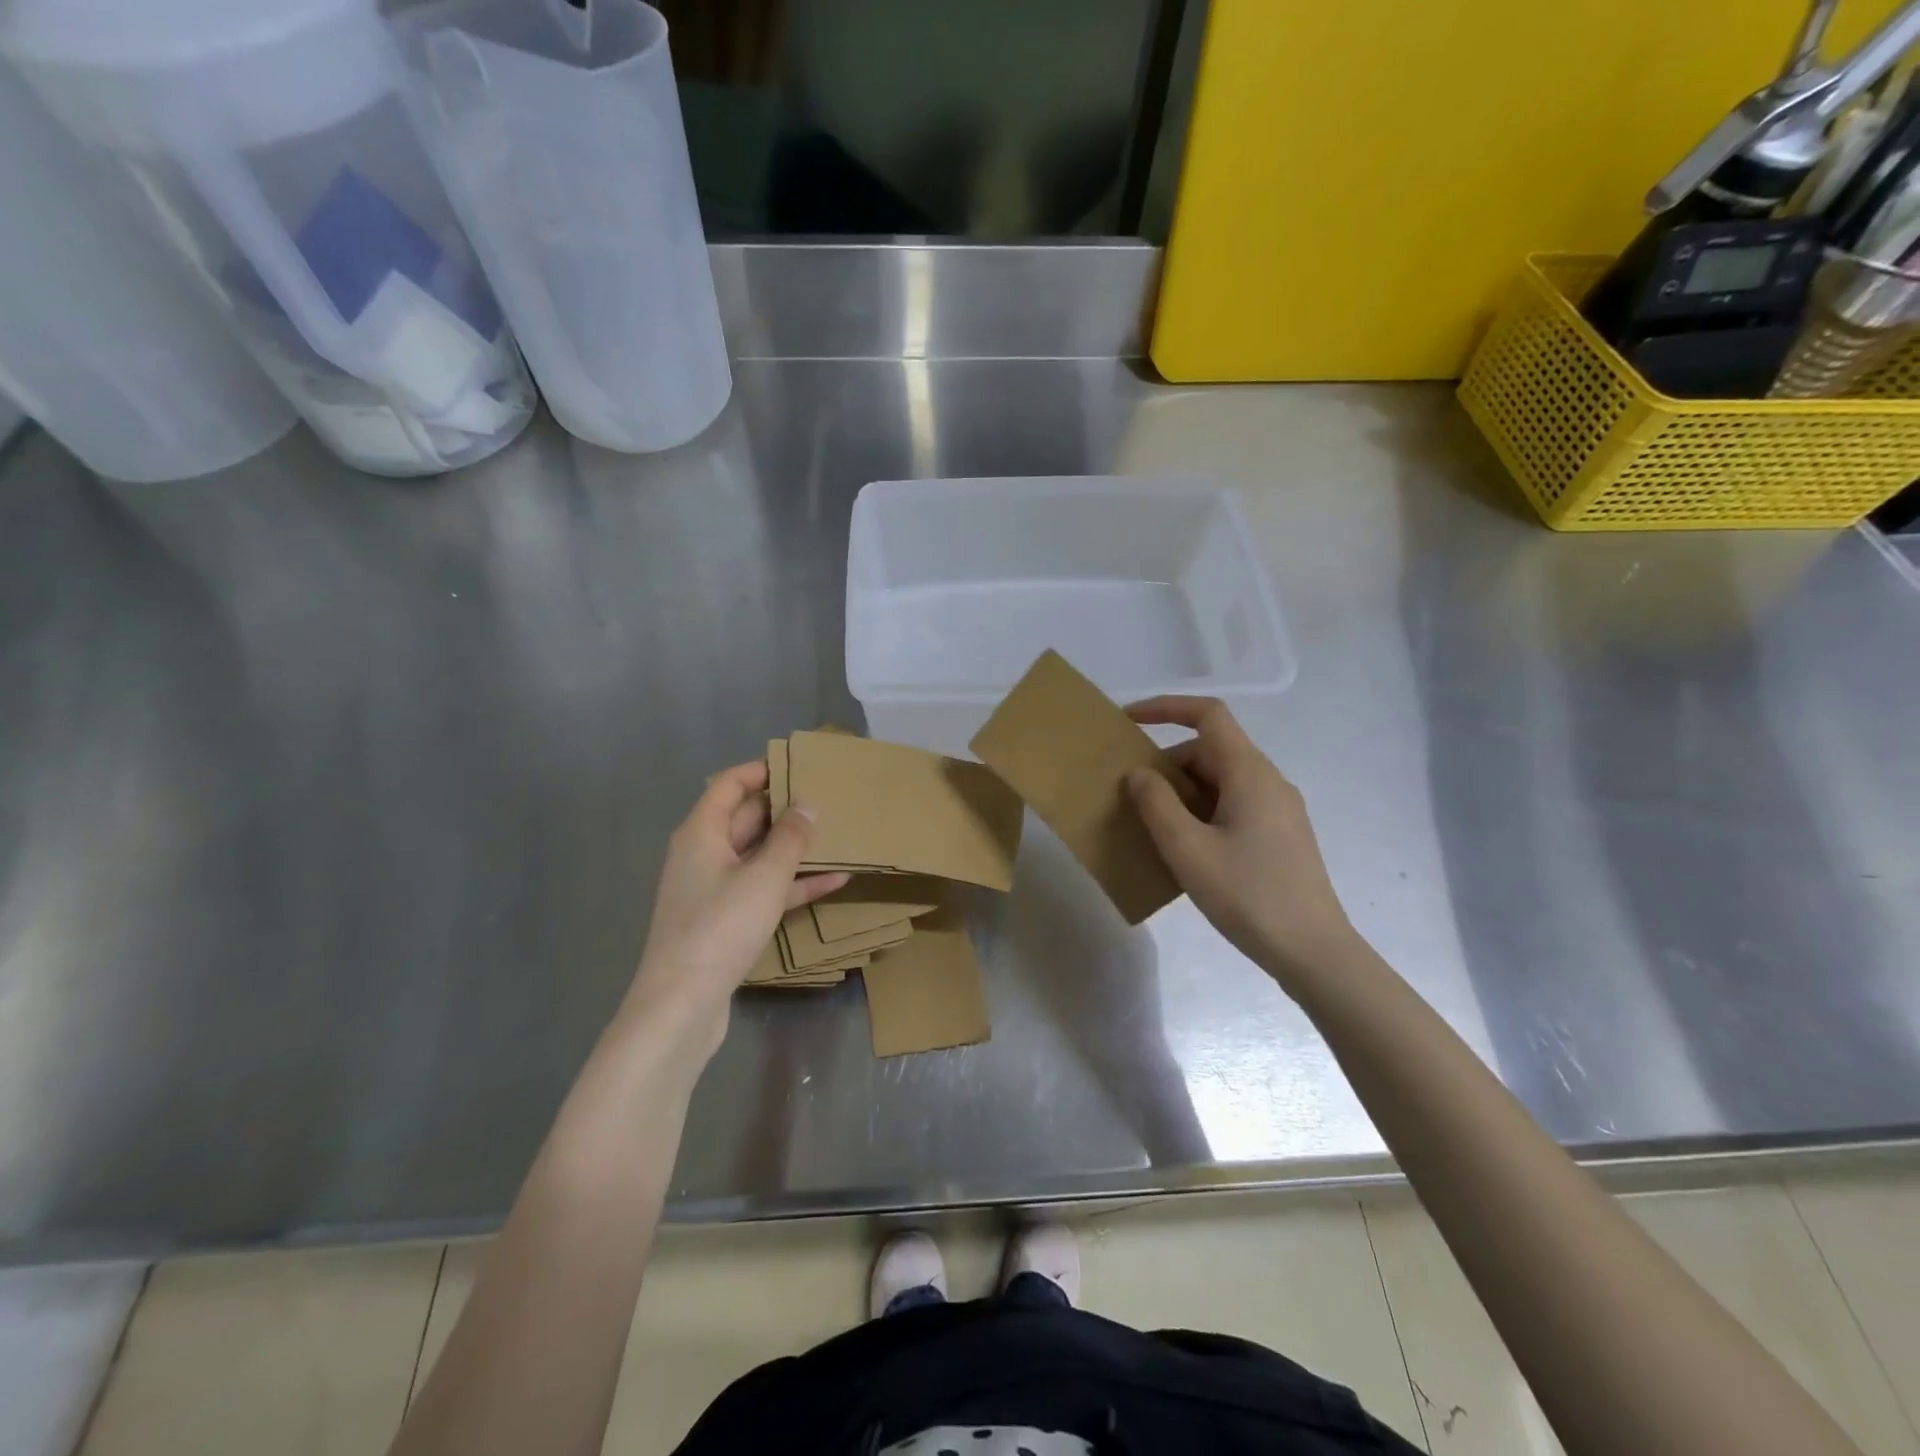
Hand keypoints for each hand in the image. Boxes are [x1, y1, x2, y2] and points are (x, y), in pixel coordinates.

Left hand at [619, 761, 847, 1069]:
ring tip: (838, 835)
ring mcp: (714, 889)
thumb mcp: (764, 877)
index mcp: (702, 832)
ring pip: (759, 856)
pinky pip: (764, 889)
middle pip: (745, 818)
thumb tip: (809, 804)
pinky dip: (793, 884)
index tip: (801, 766)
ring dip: (795, 848)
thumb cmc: (720, 927)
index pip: (729, 784)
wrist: (681, 1005)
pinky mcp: (726, 921)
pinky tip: (835, 881)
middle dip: (785, 809)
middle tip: (829, 799)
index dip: (762, 771)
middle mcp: (704, 854)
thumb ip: (791, 838)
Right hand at [1125, 697, 1359, 990]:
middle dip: (1166, 765)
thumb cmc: (1248, 895)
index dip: (1166, 707)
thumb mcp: (1187, 849)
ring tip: (1151, 828)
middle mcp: (1268, 781)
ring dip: (1182, 794)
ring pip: (1220, 781)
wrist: (1314, 952)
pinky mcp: (1280, 836)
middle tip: (1131, 797)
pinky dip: (1201, 813)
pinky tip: (1185, 851)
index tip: (1128, 721)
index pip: (1209, 715)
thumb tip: (1139, 774)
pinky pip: (1232, 806)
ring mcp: (1278, 809)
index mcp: (1250, 773)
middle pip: (1210, 751)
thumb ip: (1156, 804)